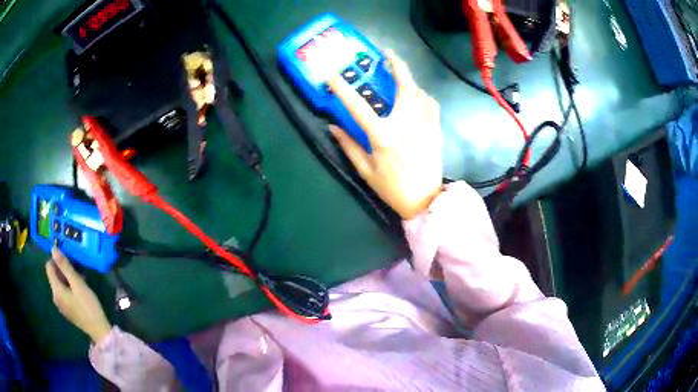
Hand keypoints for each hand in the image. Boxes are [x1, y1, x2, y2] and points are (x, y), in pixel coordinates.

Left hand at [45, 248, 111, 344]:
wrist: (99, 330)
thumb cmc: (88, 305)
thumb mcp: (77, 283)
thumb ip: (65, 266)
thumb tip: (53, 248)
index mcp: (56, 290)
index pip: (49, 267)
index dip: (56, 259)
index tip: (68, 259)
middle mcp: (55, 297)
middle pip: (54, 276)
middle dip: (63, 270)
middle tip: (77, 270)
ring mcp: (61, 306)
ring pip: (60, 285)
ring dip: (67, 279)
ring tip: (80, 280)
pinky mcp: (67, 311)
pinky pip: (64, 294)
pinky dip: (69, 288)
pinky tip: (80, 292)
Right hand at [327, 50, 442, 219]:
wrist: (424, 201)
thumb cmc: (391, 188)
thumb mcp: (365, 170)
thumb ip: (348, 145)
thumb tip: (332, 127)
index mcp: (382, 136)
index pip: (357, 106)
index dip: (342, 88)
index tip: (331, 74)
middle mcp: (405, 125)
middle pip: (404, 86)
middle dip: (397, 66)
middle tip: (389, 55)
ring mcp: (424, 126)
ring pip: (420, 93)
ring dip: (410, 81)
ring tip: (401, 78)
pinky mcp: (435, 131)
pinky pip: (432, 105)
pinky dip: (424, 96)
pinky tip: (418, 98)